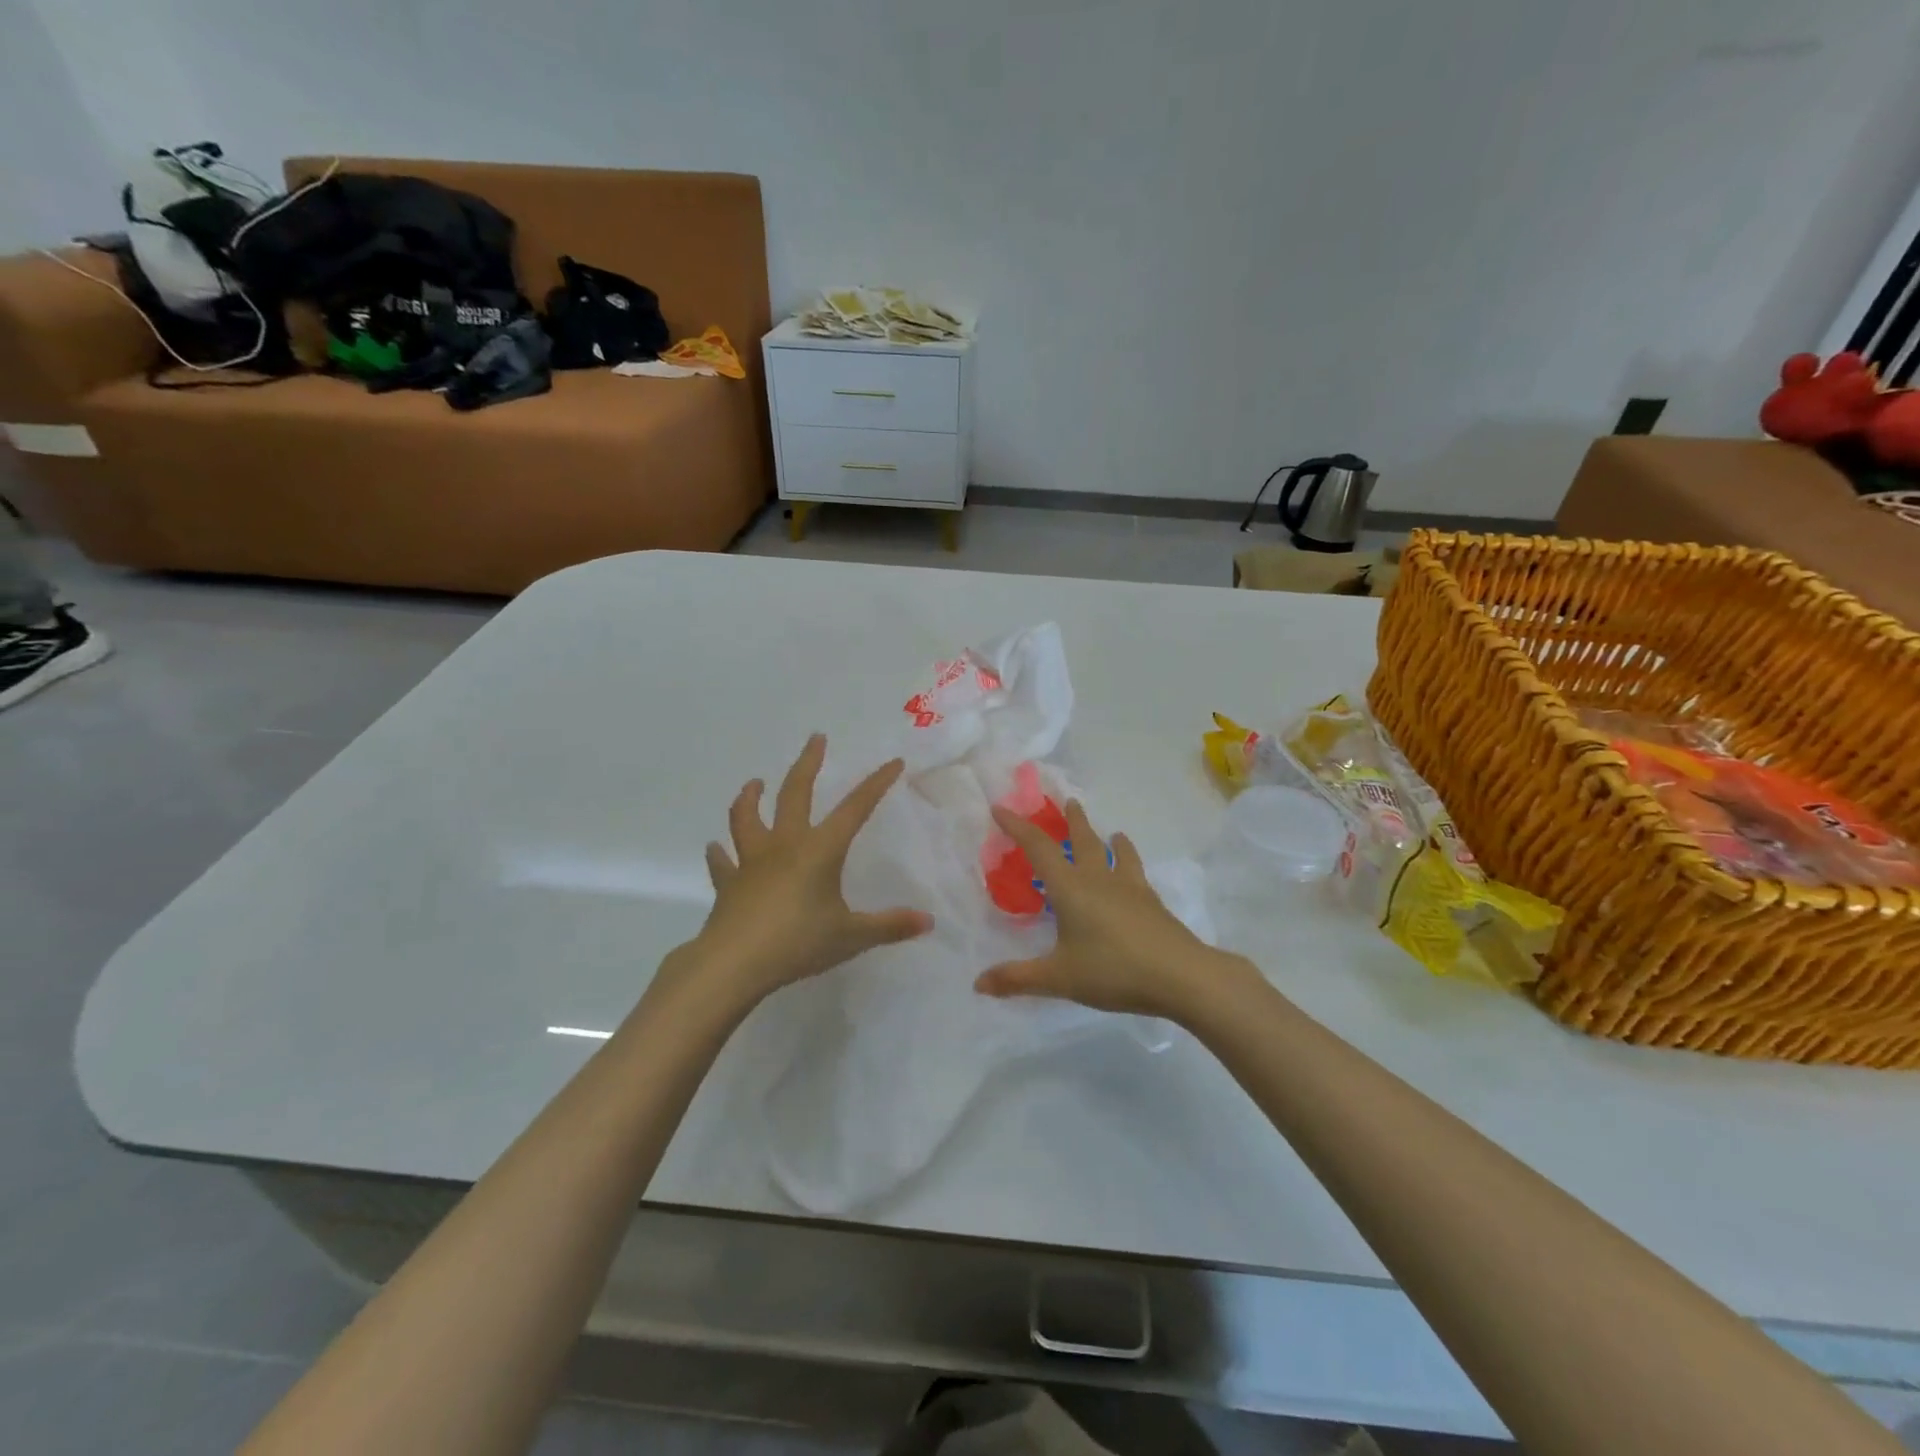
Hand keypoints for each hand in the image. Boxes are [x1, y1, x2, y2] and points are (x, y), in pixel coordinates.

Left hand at [689, 734, 932, 1003]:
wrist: (734, 963)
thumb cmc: (798, 942)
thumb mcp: (852, 936)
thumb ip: (889, 926)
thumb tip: (928, 921)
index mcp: (820, 850)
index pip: (855, 808)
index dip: (876, 784)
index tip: (892, 762)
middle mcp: (785, 845)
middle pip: (795, 793)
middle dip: (808, 764)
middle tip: (815, 738)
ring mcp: (752, 862)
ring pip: (748, 817)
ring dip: (751, 797)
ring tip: (754, 783)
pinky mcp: (728, 883)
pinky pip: (723, 863)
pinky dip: (719, 854)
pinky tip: (715, 849)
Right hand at [977, 800, 1259, 1022]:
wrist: (1181, 975)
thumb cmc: (1113, 971)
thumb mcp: (1059, 978)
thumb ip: (1018, 978)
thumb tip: (978, 984)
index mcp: (1070, 889)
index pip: (1038, 848)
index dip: (1017, 827)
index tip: (1000, 808)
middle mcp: (1099, 879)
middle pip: (1082, 840)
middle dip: (1071, 820)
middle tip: (1068, 801)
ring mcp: (1130, 888)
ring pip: (1115, 853)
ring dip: (1108, 838)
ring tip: (1111, 832)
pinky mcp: (1151, 903)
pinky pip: (1137, 873)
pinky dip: (1131, 862)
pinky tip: (1135, 873)